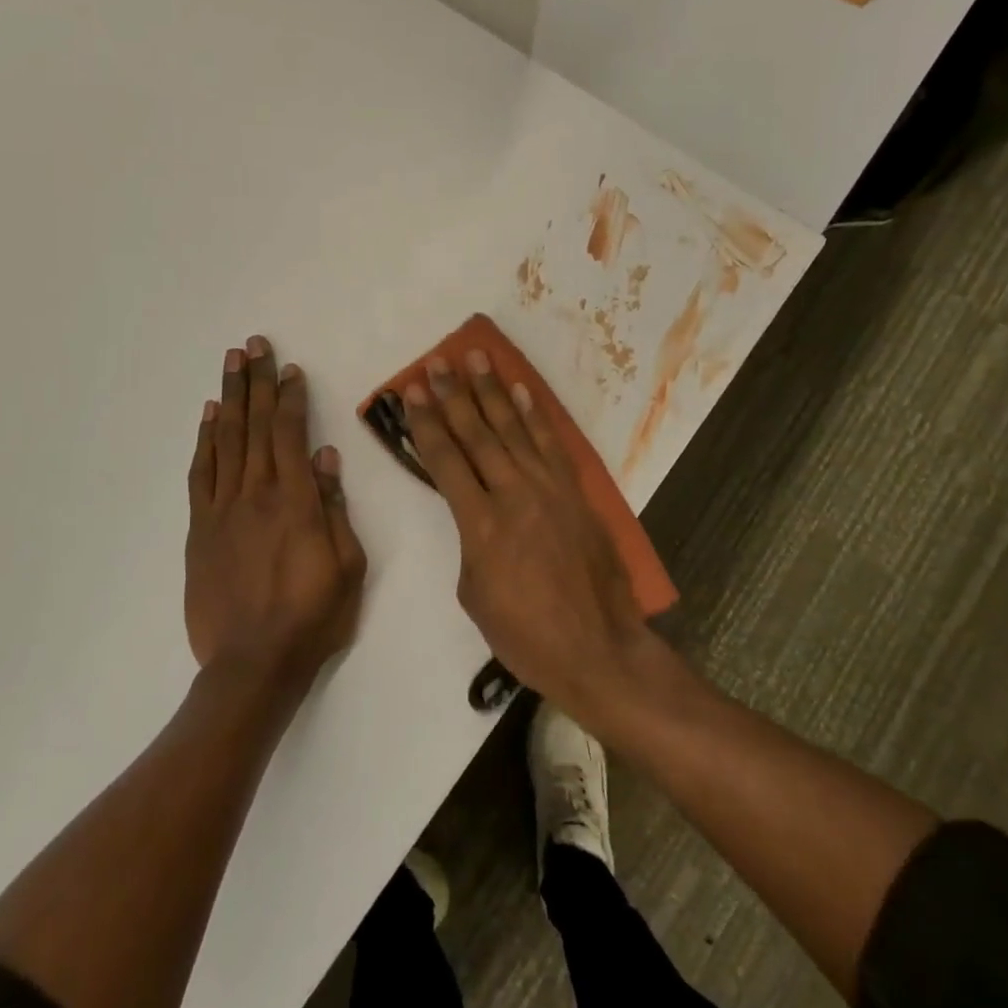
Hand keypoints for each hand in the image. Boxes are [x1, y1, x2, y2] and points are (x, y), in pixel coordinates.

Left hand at [185, 336, 367, 692]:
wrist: (253, 665)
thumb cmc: (313, 617)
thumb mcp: (347, 565)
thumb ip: (333, 507)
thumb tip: (323, 456)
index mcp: (295, 500)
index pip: (290, 434)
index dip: (290, 398)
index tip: (290, 370)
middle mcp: (256, 494)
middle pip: (254, 425)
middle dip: (256, 382)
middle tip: (254, 345)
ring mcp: (222, 510)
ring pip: (225, 440)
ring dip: (228, 398)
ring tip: (231, 364)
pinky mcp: (200, 529)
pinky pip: (201, 474)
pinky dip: (204, 441)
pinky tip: (207, 417)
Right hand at [402, 350, 650, 720]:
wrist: (597, 648)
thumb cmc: (525, 634)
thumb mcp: (474, 593)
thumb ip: (470, 542)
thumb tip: (476, 513)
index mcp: (480, 524)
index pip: (445, 460)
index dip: (425, 423)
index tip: (411, 392)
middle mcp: (513, 494)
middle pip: (477, 434)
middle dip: (453, 395)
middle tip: (436, 363)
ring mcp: (549, 489)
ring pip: (513, 429)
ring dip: (491, 392)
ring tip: (475, 359)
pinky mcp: (575, 492)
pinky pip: (551, 444)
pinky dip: (535, 415)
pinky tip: (521, 392)